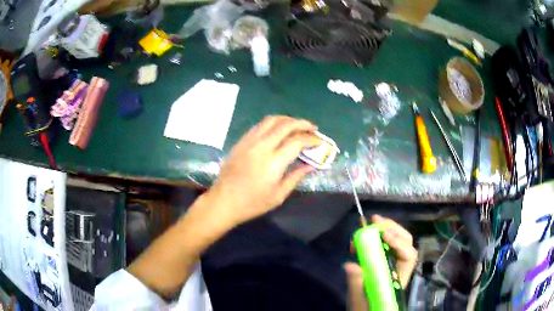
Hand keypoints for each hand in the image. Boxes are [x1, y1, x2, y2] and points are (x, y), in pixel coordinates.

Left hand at [207, 115, 318, 225]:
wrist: (223, 201)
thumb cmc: (252, 203)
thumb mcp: (278, 195)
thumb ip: (296, 177)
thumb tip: (311, 165)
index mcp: (273, 162)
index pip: (297, 141)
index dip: (311, 139)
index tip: (319, 142)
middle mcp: (262, 146)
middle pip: (286, 125)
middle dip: (302, 123)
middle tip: (312, 128)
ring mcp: (249, 141)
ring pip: (271, 120)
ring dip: (287, 120)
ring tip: (297, 126)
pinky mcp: (241, 141)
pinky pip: (259, 126)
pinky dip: (273, 123)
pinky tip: (278, 130)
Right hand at [345, 215, 417, 310]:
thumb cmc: (366, 308)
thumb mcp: (359, 300)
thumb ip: (357, 283)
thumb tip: (350, 264)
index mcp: (399, 278)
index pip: (408, 256)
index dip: (399, 243)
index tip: (384, 235)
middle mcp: (400, 267)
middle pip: (406, 242)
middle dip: (393, 229)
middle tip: (375, 220)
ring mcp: (394, 263)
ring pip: (399, 241)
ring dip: (387, 228)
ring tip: (372, 221)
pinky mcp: (386, 261)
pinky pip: (387, 244)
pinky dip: (379, 235)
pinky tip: (369, 232)